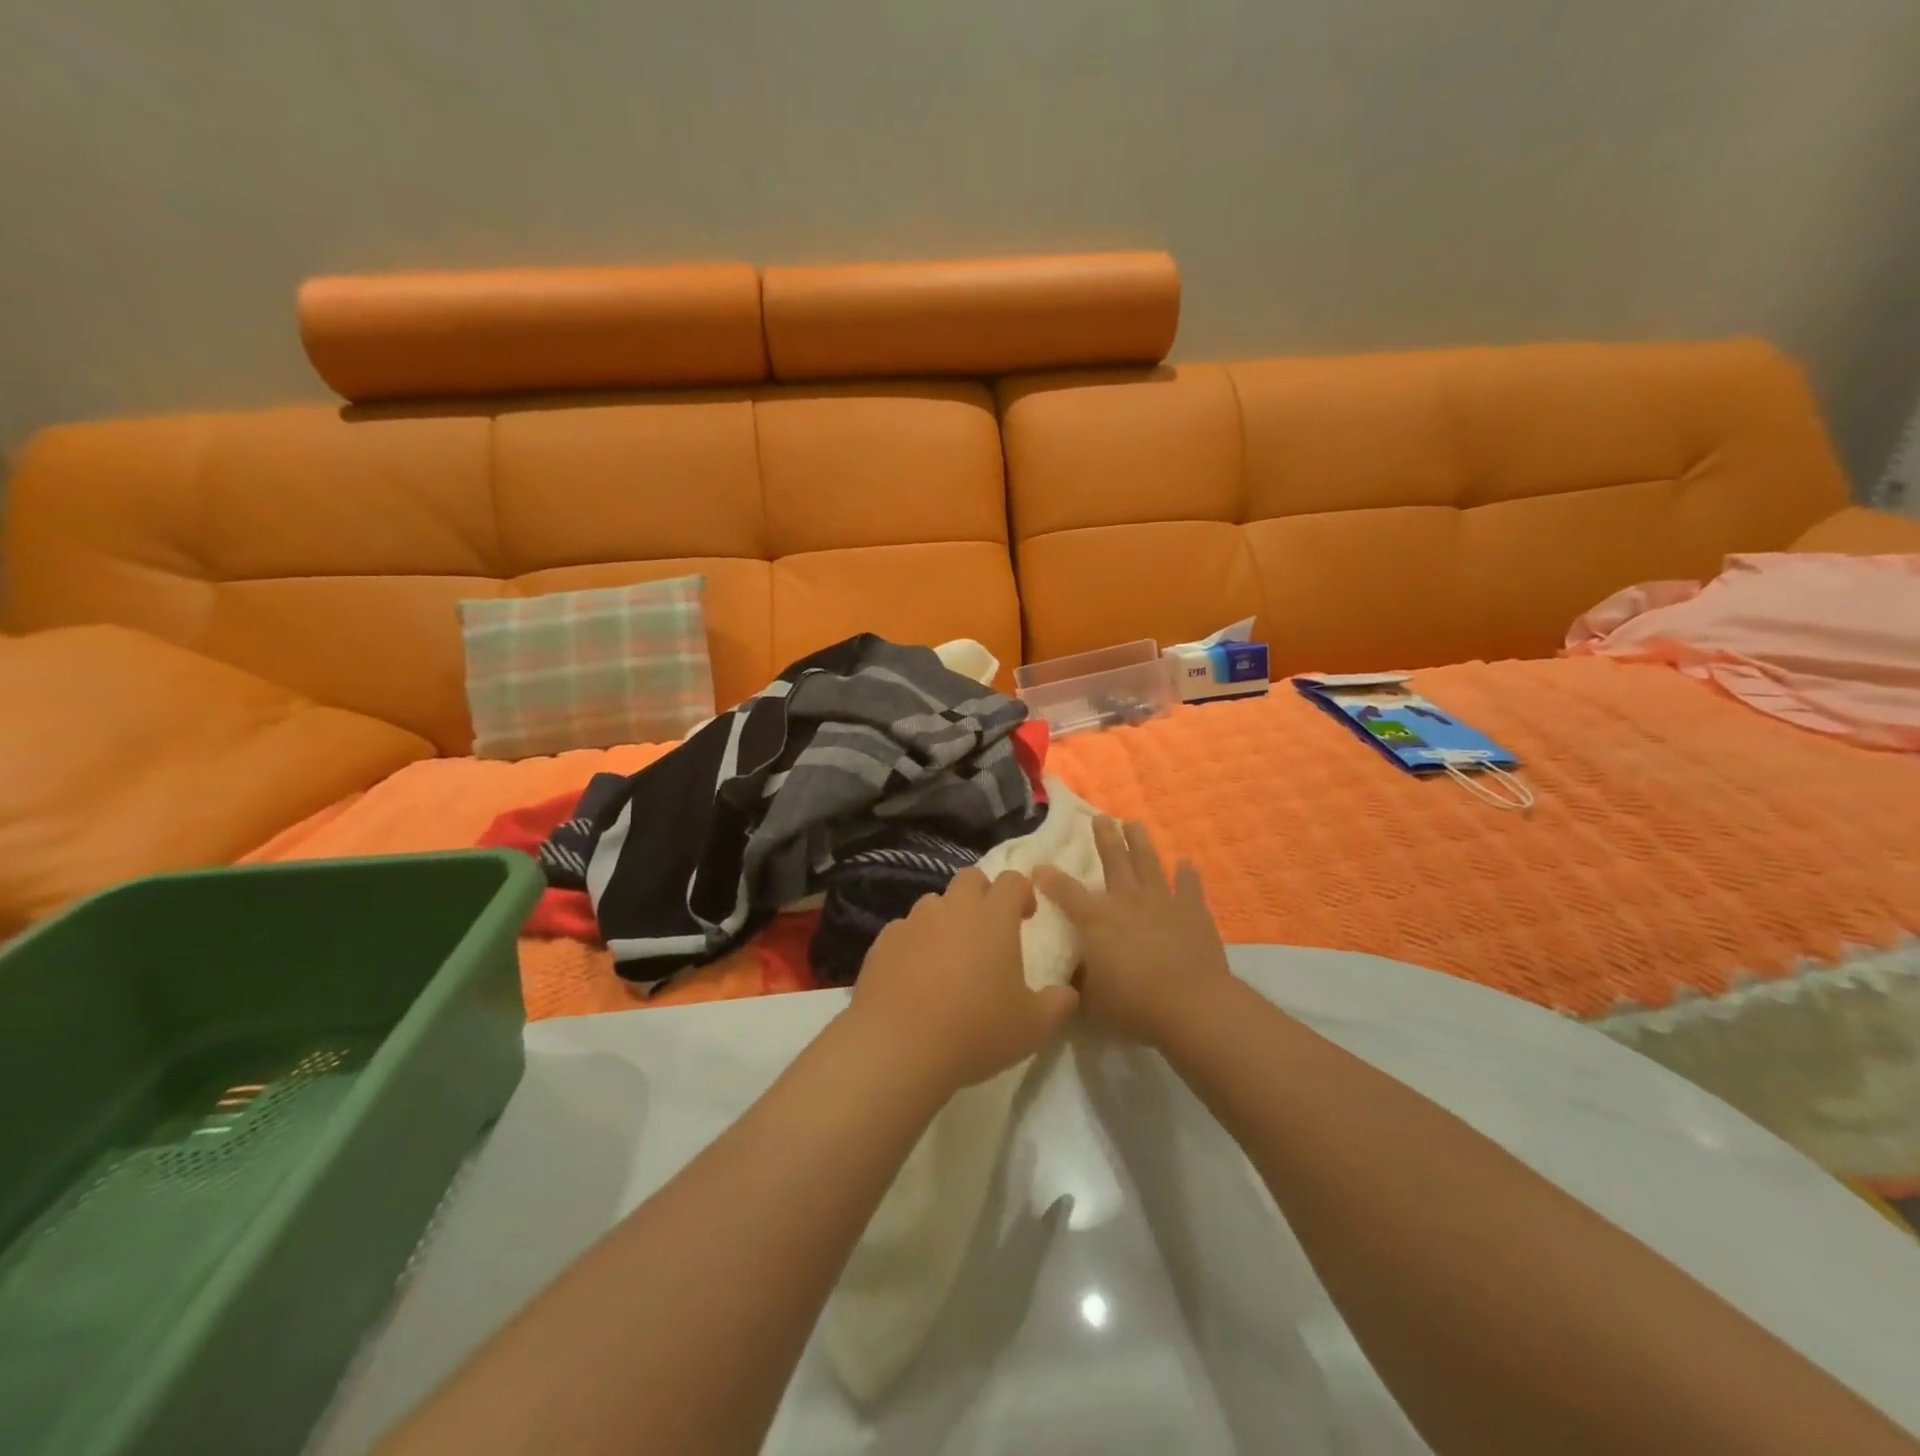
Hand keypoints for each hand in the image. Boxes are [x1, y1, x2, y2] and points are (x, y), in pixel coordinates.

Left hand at [848, 869, 1078, 1093]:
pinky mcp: (883, 942)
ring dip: (947, 919)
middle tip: (989, 930)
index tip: (1026, 917)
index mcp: (993, 917)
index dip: (1022, 893)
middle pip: (970, 879)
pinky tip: (915, 976)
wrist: (898, 1047)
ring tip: (950, 957)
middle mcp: (953, 908)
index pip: (1012, 881)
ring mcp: (913, 922)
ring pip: (935, 903)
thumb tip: (1068, 993)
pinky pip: (904, 930)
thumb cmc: (975, 1030)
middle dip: (983, 895)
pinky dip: (915, 943)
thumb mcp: (1033, 1027)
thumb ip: (1058, 1004)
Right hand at [1033, 818, 1231, 1046]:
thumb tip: (1068, 977)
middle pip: (1113, 860)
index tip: (1038, 866)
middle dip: (1104, 838)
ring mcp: (1162, 901)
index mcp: (1095, 919)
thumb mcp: (1092, 1001)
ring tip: (1134, 824)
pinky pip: (1190, 886)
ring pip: (1148, 862)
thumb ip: (1078, 983)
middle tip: (1100, 817)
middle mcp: (1126, 900)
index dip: (1049, 878)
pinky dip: (1188, 874)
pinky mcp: (1193, 910)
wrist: (1190, 1005)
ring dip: (1140, 842)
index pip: (1065, 891)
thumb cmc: (1133, 1004)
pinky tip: (1187, 863)